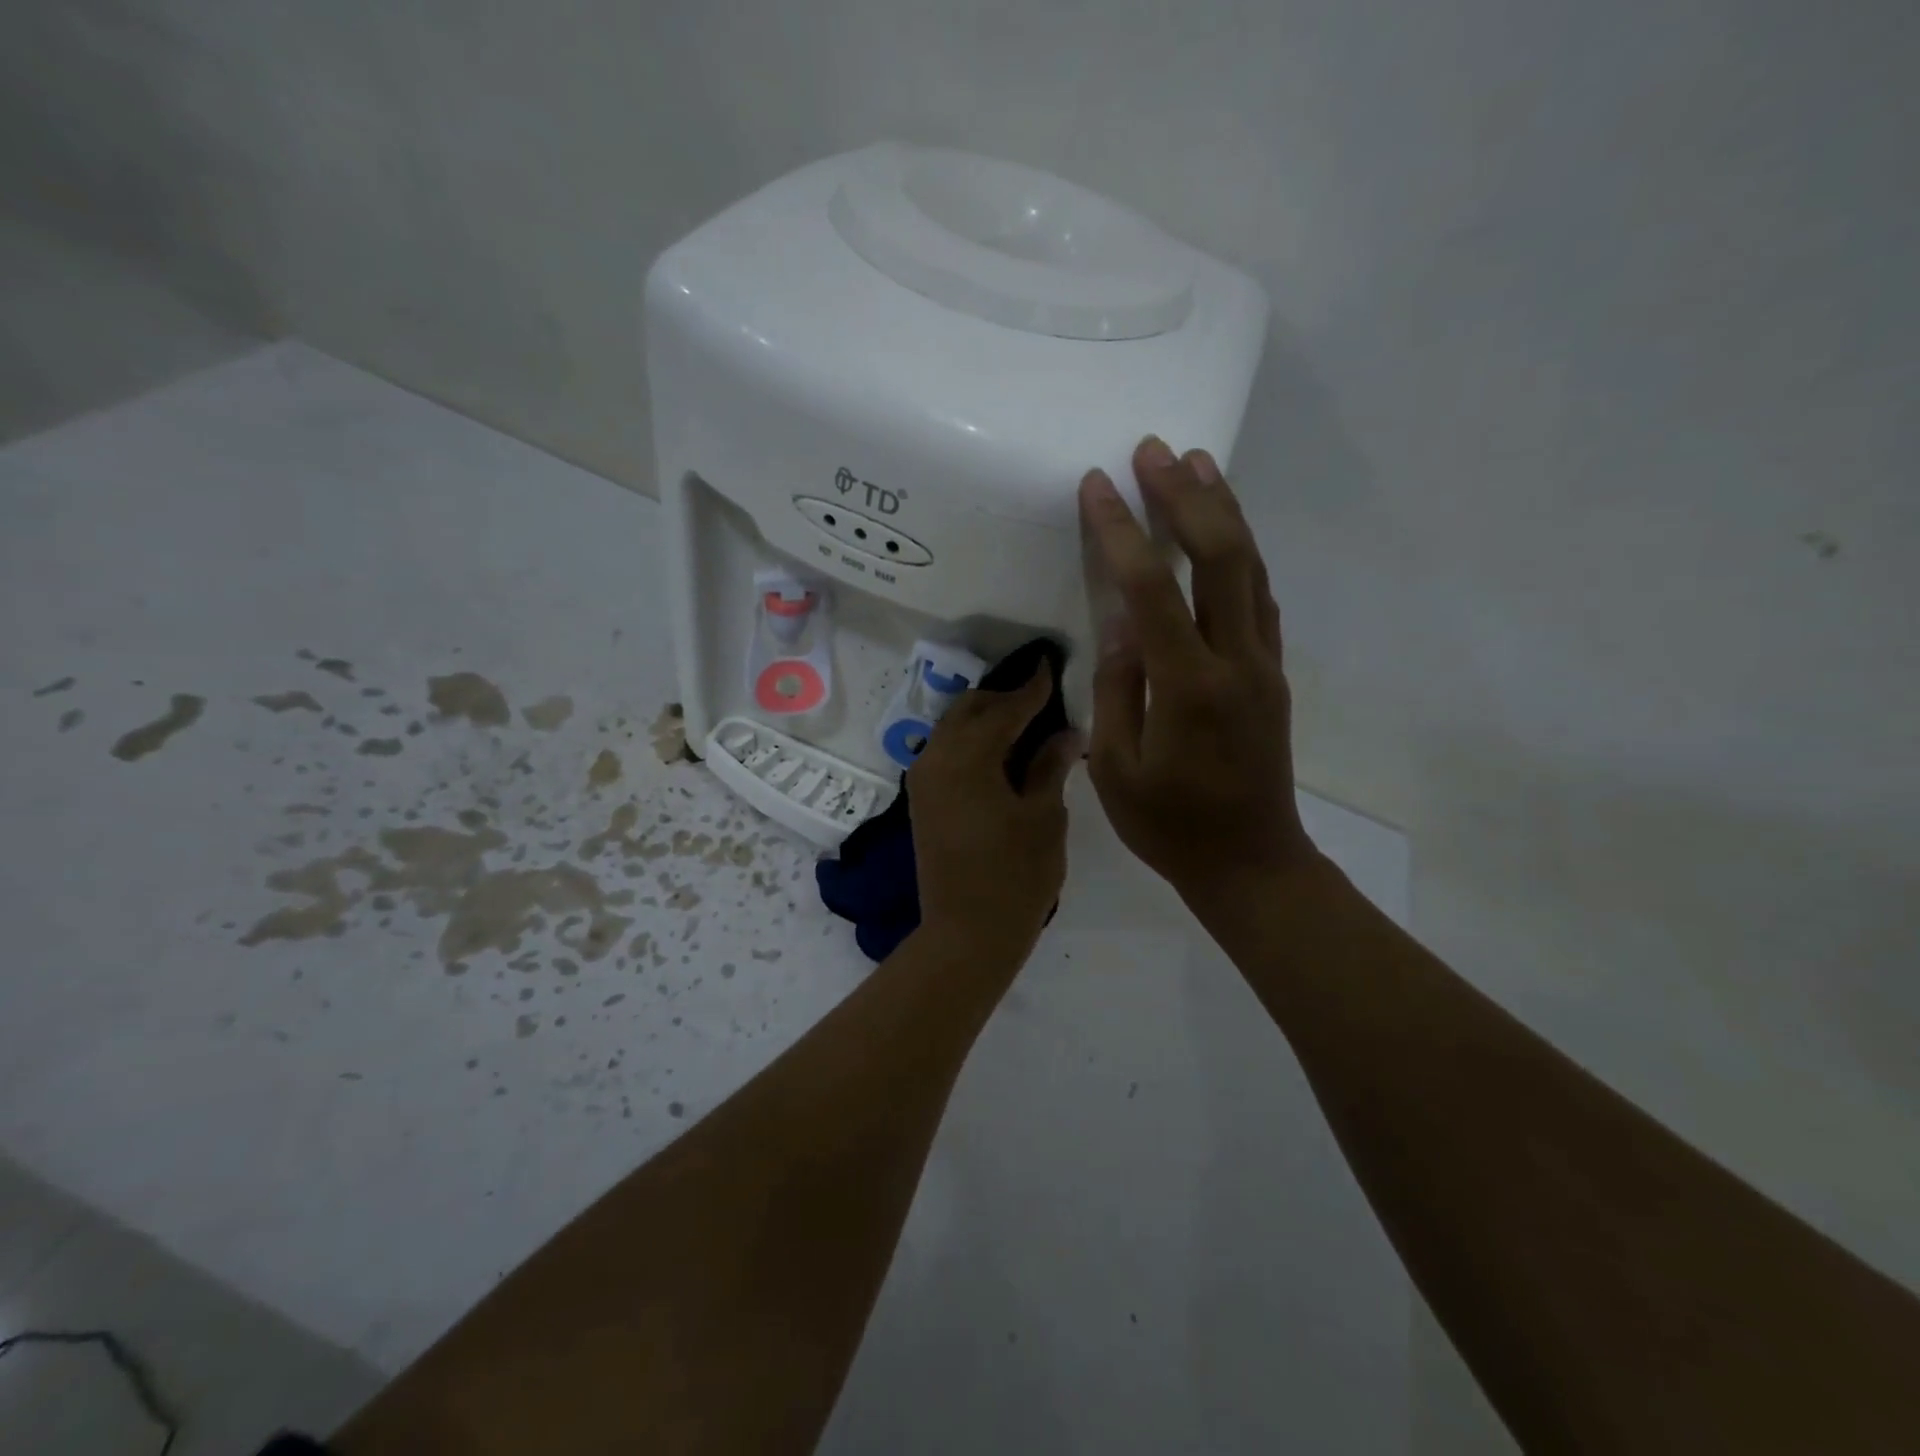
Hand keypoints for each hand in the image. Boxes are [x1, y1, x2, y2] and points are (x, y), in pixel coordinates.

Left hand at [907, 660, 1077, 960]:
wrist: (966, 934)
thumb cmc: (1016, 876)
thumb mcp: (1044, 817)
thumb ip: (1050, 766)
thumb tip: (1067, 732)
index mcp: (968, 758)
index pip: (1004, 709)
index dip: (1031, 688)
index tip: (1049, 666)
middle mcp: (936, 758)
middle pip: (969, 710)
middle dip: (1003, 699)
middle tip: (1041, 700)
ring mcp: (923, 780)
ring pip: (953, 729)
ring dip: (985, 719)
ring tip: (1024, 725)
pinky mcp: (922, 800)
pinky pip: (946, 752)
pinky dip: (971, 742)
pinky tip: (1001, 754)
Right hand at [1079, 437, 1316, 917]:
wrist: (1252, 863)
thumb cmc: (1170, 826)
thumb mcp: (1117, 768)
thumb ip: (1119, 689)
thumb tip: (1121, 624)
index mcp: (1189, 688)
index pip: (1153, 590)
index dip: (1124, 533)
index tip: (1098, 486)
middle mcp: (1237, 662)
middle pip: (1222, 557)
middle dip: (1187, 497)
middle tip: (1154, 450)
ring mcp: (1265, 664)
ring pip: (1252, 568)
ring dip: (1224, 511)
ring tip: (1197, 463)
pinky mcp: (1274, 673)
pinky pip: (1261, 598)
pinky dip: (1243, 554)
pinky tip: (1225, 531)